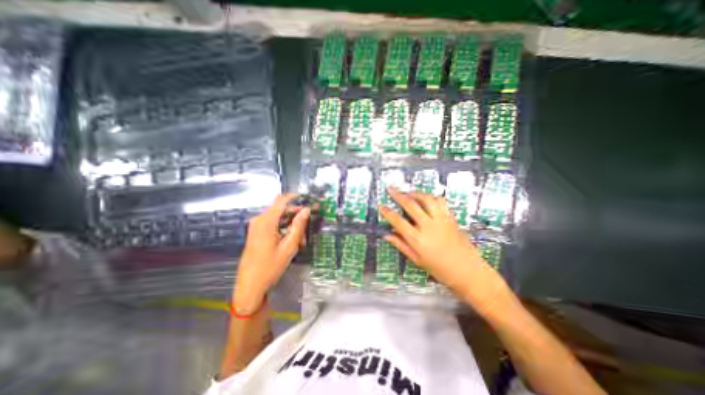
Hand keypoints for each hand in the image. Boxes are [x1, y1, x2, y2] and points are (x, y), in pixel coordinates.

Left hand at [234, 193, 310, 312]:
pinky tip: (292, 241)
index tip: (308, 199)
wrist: (250, 286)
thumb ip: (298, 226)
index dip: (296, 197)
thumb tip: (306, 210)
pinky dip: (284, 229)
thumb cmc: (270, 267)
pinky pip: (273, 225)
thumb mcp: (289, 246)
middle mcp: (259, 220)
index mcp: (266, 221)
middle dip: (297, 215)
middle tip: (311, 222)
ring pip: (279, 218)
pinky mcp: (256, 233)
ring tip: (302, 238)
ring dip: (292, 224)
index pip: (282, 200)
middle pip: (281, 209)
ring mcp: (256, 227)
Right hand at [384, 188, 510, 314]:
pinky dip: (431, 197)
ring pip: (426, 199)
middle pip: (411, 205)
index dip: (387, 212)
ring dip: (415, 193)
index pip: (398, 221)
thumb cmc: (440, 270)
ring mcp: (441, 220)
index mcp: (417, 239)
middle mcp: (428, 226)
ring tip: (408, 192)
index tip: (381, 206)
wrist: (469, 272)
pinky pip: (440, 202)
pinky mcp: (450, 218)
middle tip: (391, 189)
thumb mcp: (417, 260)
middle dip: (398, 195)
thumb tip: (387, 235)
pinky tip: (426, 199)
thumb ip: (401, 245)